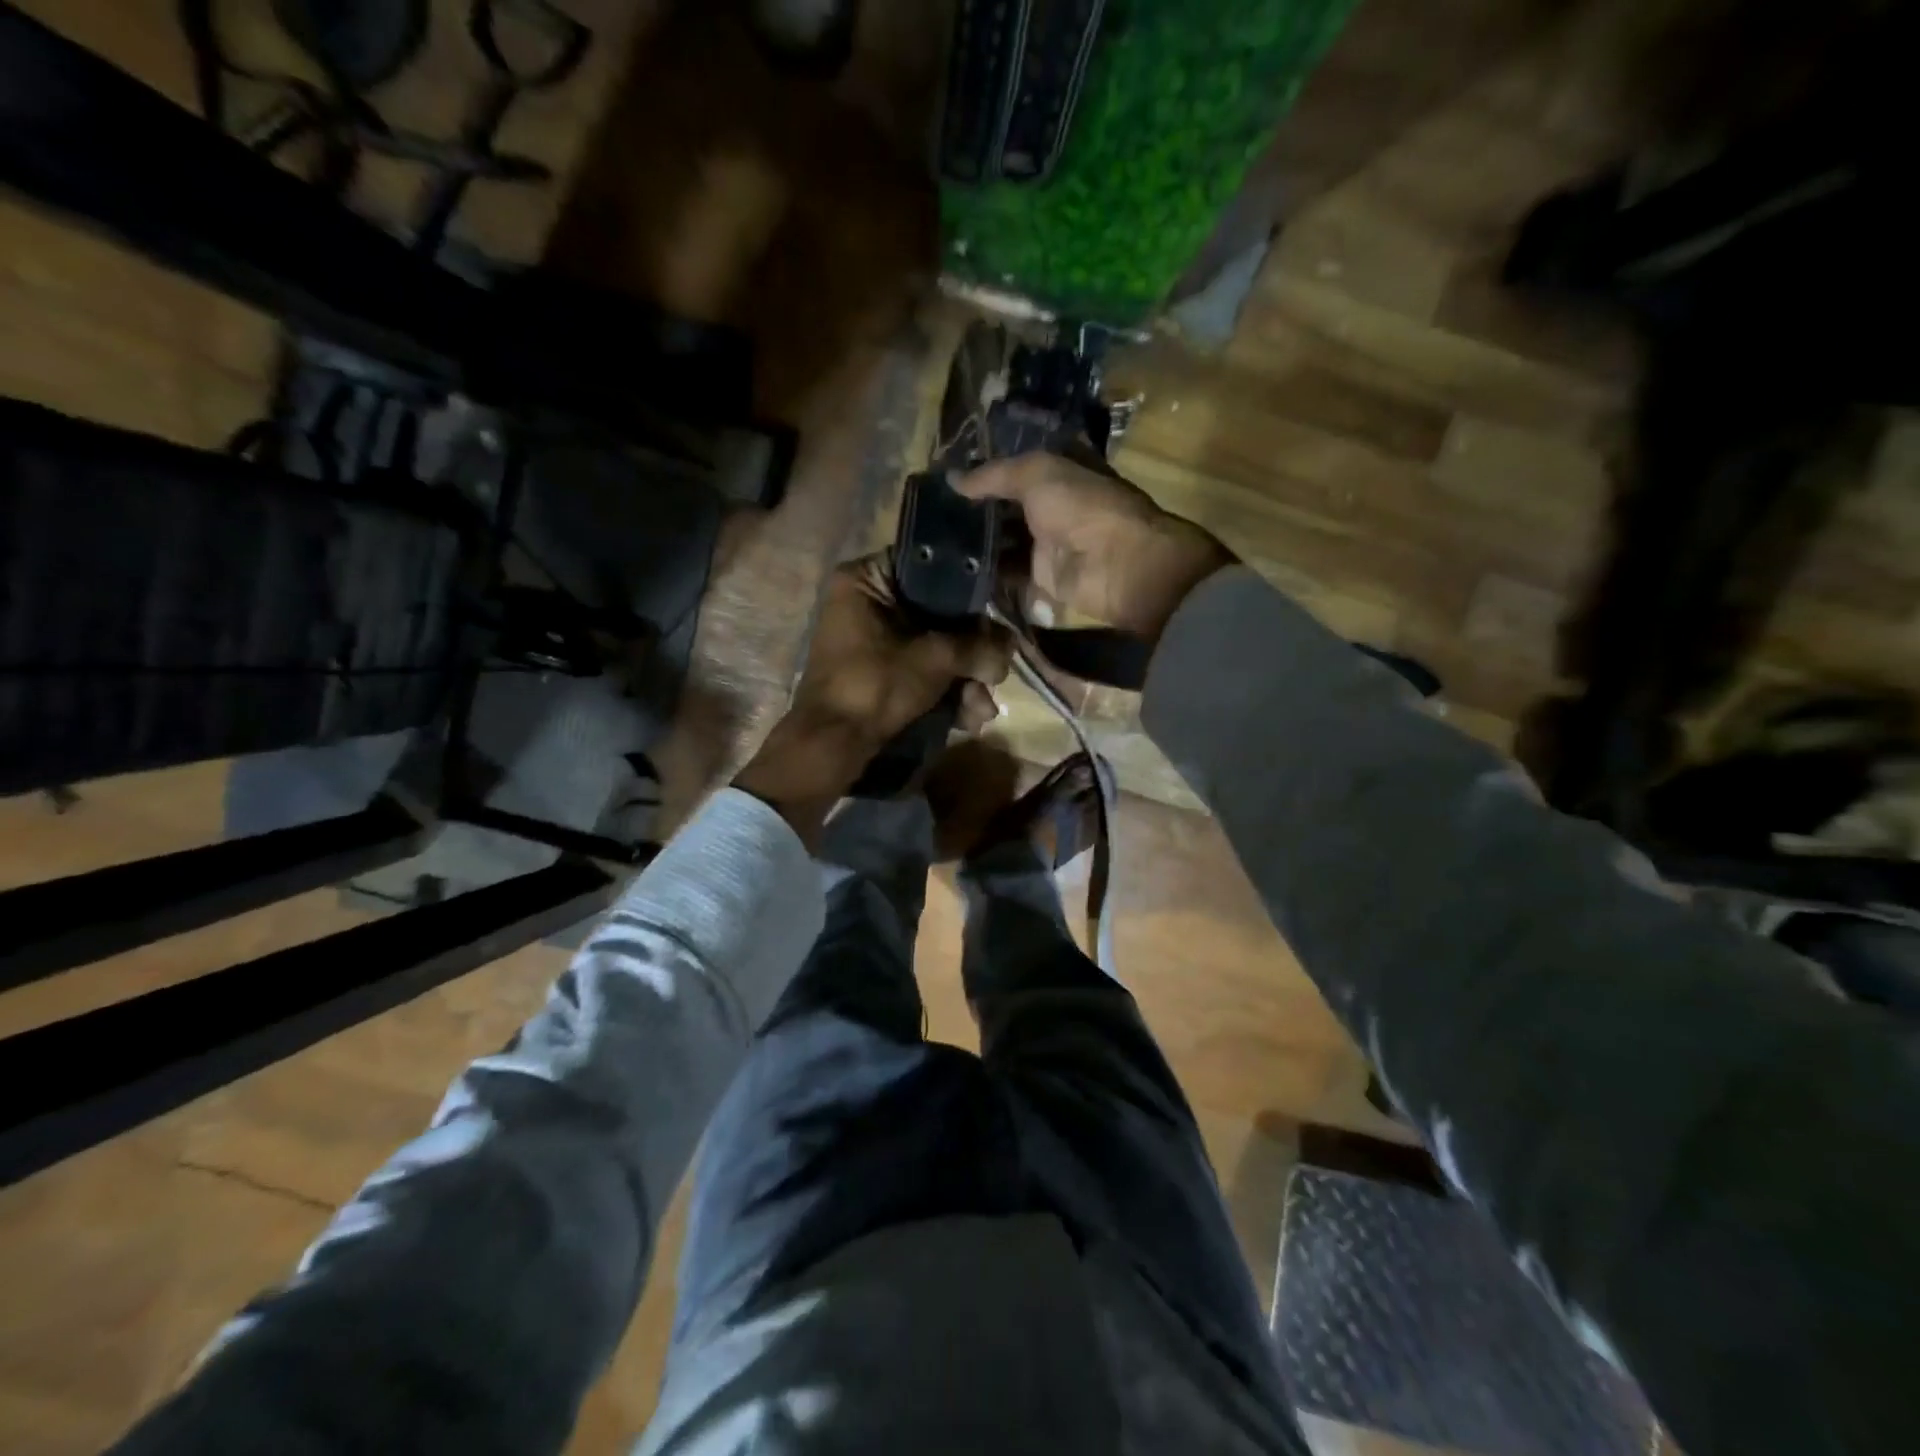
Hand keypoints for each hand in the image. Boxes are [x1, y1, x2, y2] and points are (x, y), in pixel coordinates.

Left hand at [734, 555, 1010, 843]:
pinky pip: (921, 671)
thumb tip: (1010, 646)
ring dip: (964, 681)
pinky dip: (945, 693)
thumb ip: (977, 646)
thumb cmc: (875, 685)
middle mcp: (867, 602)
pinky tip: (969, 720)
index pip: (930, 567)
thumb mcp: (934, 659)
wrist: (832, 746)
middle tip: (995, 675)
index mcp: (866, 579)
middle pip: (938, 615)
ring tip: (982, 711)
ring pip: (934, 648)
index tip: (997, 616)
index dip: (969, 592)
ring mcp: (872, 640)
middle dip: (971, 654)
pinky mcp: (879, 673)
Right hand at [956, 453, 1235, 643]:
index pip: (1012, 471)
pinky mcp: (1040, 581)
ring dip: (974, 545)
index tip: (944, 480)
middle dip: (972, 513)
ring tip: (932, 545)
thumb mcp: (1037, 474)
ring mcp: (1045, 546)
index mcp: (1056, 475)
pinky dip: (984, 576)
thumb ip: (993, 475)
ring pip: (1002, 544)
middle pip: (1004, 510)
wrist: (1116, 563)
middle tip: (929, 516)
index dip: (982, 474)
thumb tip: (952, 479)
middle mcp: (1049, 508)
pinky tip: (952, 573)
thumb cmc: (1082, 506)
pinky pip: (1006, 577)